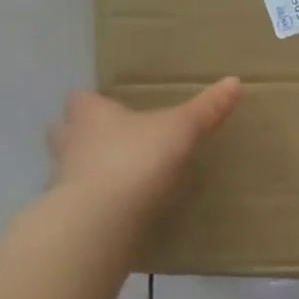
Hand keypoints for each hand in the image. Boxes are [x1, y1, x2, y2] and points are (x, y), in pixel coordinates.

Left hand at [46, 81, 241, 213]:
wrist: (102, 218)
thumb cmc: (138, 158)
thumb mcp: (181, 128)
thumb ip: (207, 108)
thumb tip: (235, 81)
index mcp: (91, 116)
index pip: (81, 100)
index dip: (95, 103)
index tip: (113, 108)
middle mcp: (70, 143)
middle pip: (64, 132)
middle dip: (82, 135)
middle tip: (110, 141)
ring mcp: (63, 181)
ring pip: (68, 168)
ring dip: (86, 170)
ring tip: (118, 178)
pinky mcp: (68, 215)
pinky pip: (80, 203)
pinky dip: (95, 204)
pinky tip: (118, 211)